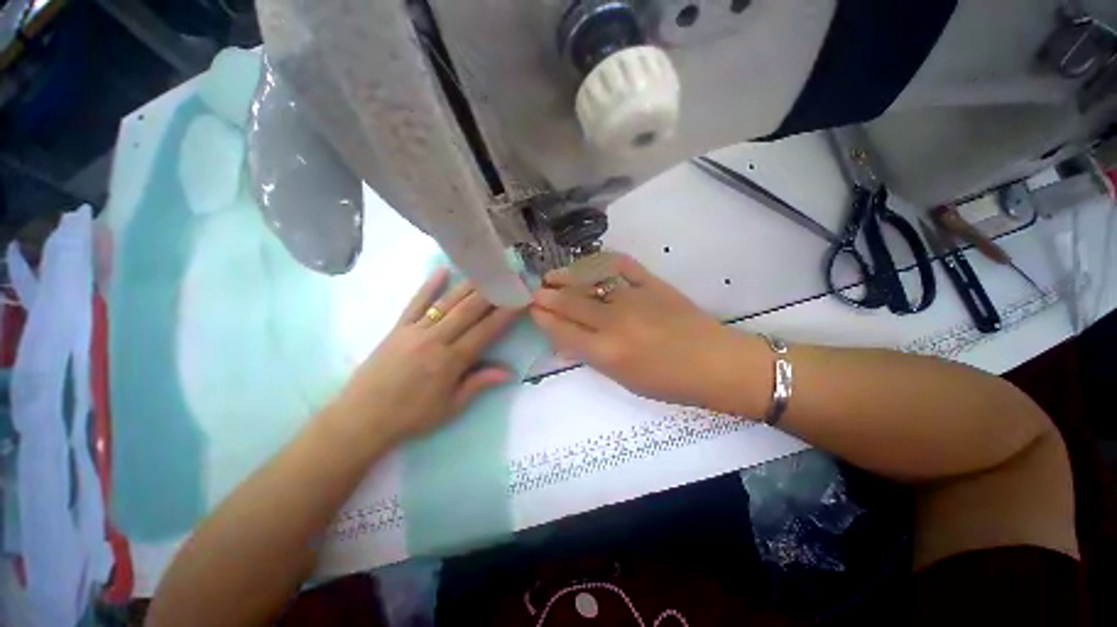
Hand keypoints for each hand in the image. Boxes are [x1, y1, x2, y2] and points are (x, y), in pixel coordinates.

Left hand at [331, 269, 520, 447]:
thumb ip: (479, 384)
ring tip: (486, 272)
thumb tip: (509, 371)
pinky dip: (429, 286)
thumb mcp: (451, 407)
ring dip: (468, 286)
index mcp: (451, 361)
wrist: (362, 418)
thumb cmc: (412, 416)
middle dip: (492, 294)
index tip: (520, 300)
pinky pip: (416, 302)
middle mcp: (436, 339)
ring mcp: (415, 330)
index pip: (485, 331)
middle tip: (508, 279)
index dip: (505, 314)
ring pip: (447, 302)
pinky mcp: (398, 328)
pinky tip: (442, 270)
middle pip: (469, 310)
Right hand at [530, 254, 754, 410]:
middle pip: (570, 303)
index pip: (562, 330)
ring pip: (589, 281)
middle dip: (547, 296)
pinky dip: (601, 261)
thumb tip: (565, 339)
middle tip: (536, 292)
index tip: (533, 311)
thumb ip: (591, 356)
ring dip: (566, 277)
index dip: (543, 318)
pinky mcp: (652, 283)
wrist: (716, 363)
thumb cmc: (668, 382)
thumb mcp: (623, 379)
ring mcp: (634, 298)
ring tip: (552, 276)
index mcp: (607, 352)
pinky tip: (588, 264)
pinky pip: (620, 264)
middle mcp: (615, 322)